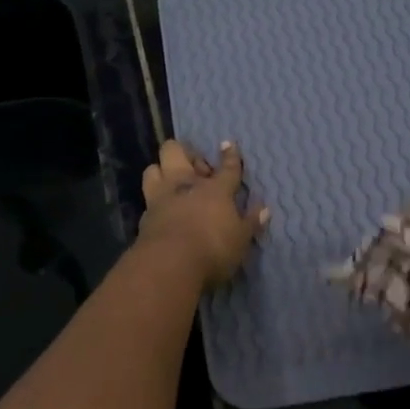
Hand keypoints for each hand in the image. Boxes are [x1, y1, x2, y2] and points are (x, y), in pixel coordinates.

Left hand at [138, 139, 268, 285]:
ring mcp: (161, 197)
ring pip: (153, 168)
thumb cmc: (213, 249)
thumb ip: (251, 223)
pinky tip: (163, 209)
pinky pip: (148, 197)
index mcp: (215, 189)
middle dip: (185, 153)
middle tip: (197, 169)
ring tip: (173, 183)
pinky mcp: (144, 215)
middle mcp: (185, 185)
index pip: (227, 167)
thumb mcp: (241, 239)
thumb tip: (264, 209)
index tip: (227, 144)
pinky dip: (155, 199)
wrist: (169, 264)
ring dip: (162, 171)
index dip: (229, 155)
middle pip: (175, 151)